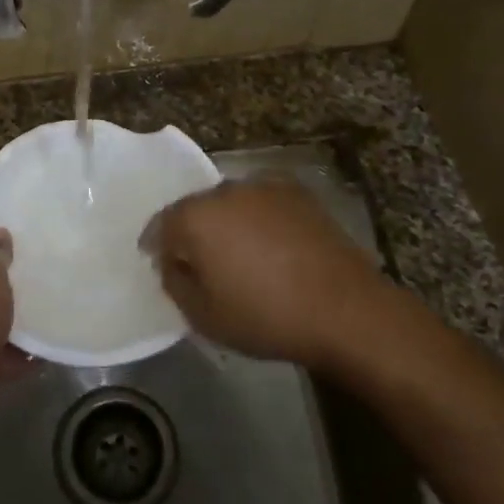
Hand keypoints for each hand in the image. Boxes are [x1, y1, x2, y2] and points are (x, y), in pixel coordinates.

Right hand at [141, 178, 397, 368]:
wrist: (345, 309)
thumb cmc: (266, 317)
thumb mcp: (203, 317)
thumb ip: (175, 283)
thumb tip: (174, 263)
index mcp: (196, 217)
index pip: (161, 225)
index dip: (158, 247)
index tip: (164, 267)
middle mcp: (225, 190)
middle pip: (195, 209)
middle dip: (193, 232)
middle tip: (202, 264)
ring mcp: (264, 186)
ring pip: (230, 202)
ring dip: (226, 222)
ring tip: (239, 254)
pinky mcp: (297, 192)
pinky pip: (262, 202)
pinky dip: (258, 218)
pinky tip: (271, 245)